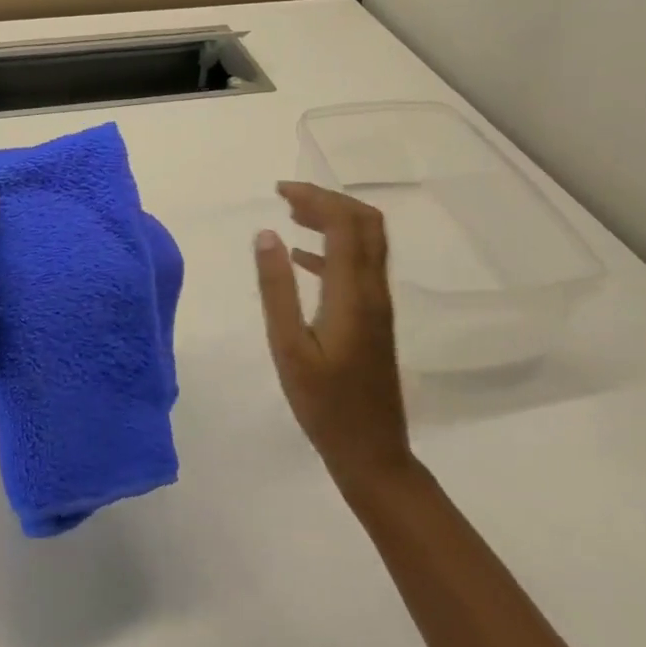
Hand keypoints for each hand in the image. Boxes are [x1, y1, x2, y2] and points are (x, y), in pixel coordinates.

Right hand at [255, 182, 412, 495]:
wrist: (373, 454)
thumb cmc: (325, 405)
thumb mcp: (288, 348)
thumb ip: (277, 288)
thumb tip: (266, 234)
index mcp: (353, 293)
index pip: (344, 224)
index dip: (316, 198)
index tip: (279, 192)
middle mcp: (374, 290)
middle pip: (365, 223)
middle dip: (329, 200)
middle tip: (288, 198)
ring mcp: (379, 304)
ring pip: (367, 241)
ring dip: (335, 219)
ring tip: (293, 215)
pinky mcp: (375, 318)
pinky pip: (361, 264)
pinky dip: (335, 246)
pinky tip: (302, 257)